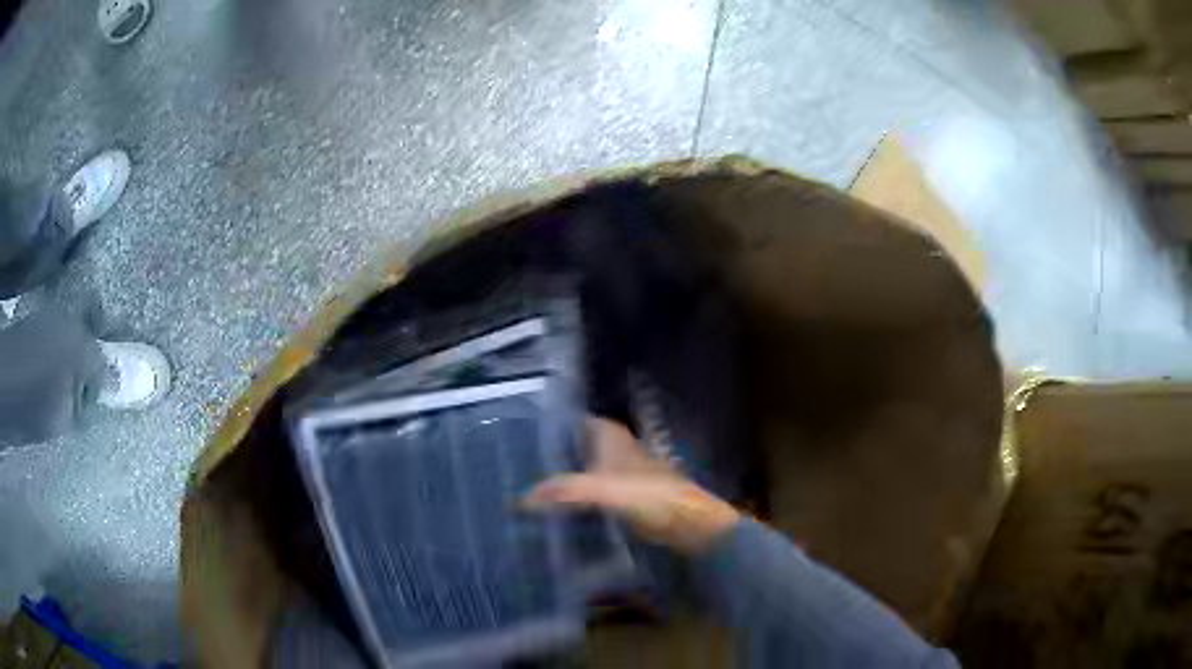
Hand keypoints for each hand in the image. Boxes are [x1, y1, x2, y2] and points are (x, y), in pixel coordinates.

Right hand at [523, 418, 740, 553]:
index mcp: (609, 434)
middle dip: (547, 456)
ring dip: (558, 479)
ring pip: (579, 470)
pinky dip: (571, 499)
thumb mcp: (602, 489)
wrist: (686, 523)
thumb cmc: (648, 496)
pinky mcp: (621, 497)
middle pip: (572, 447)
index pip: (569, 420)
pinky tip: (549, 510)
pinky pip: (587, 493)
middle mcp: (612, 448)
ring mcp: (617, 473)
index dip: (545, 426)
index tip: (513, 436)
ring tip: (521, 488)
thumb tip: (521, 499)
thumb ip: (563, 491)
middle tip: (511, 466)